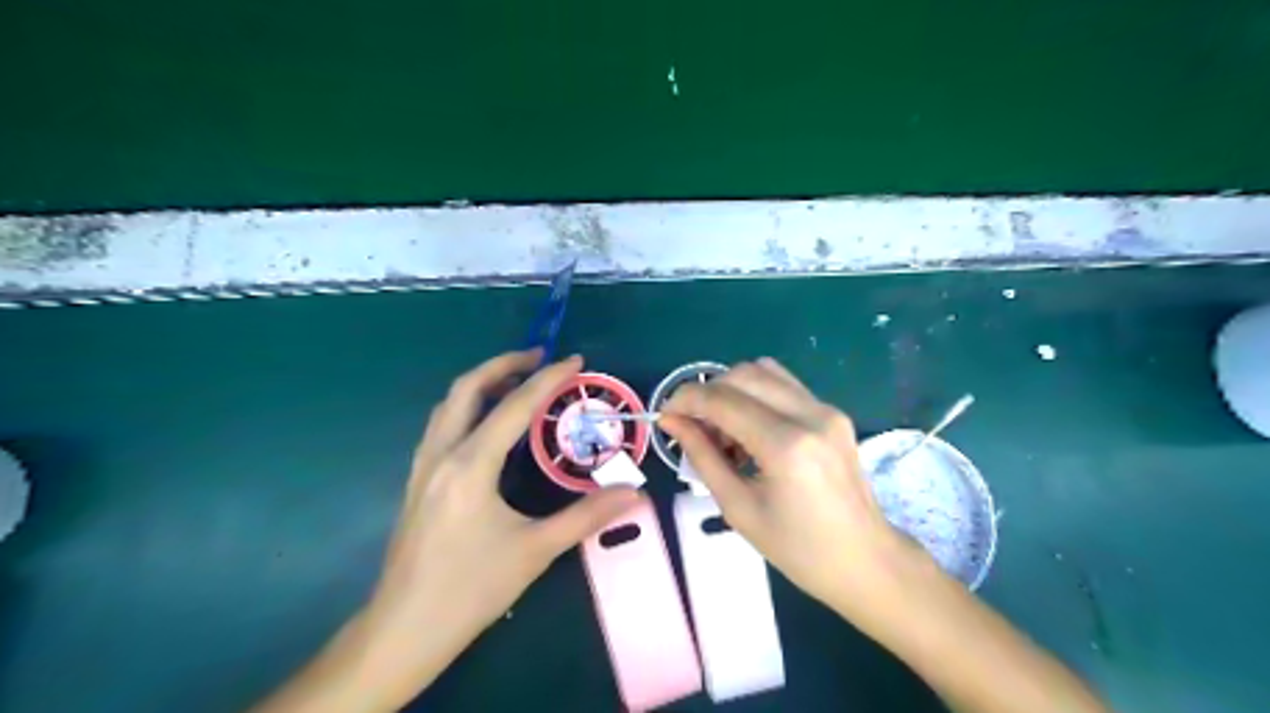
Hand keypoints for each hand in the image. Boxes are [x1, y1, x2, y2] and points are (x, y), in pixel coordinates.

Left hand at [371, 352, 644, 694]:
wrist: (403, 631)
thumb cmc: (470, 590)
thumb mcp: (534, 551)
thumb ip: (586, 516)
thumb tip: (634, 493)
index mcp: (470, 466)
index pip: (514, 406)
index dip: (548, 379)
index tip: (575, 361)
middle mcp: (441, 455)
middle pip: (466, 389)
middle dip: (503, 364)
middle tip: (540, 358)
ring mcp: (422, 467)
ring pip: (448, 405)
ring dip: (482, 383)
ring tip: (517, 382)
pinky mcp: (416, 482)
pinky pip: (442, 425)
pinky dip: (468, 407)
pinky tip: (487, 425)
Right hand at [660, 358, 919, 629]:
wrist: (866, 561)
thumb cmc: (798, 549)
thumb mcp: (739, 508)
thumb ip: (702, 456)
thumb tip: (672, 421)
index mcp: (786, 445)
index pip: (723, 400)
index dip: (686, 400)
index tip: (665, 414)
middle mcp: (810, 414)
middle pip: (743, 374)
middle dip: (708, 393)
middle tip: (693, 427)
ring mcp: (826, 409)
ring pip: (764, 371)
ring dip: (732, 391)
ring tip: (723, 431)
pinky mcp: (833, 413)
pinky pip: (784, 386)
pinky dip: (756, 396)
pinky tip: (750, 430)